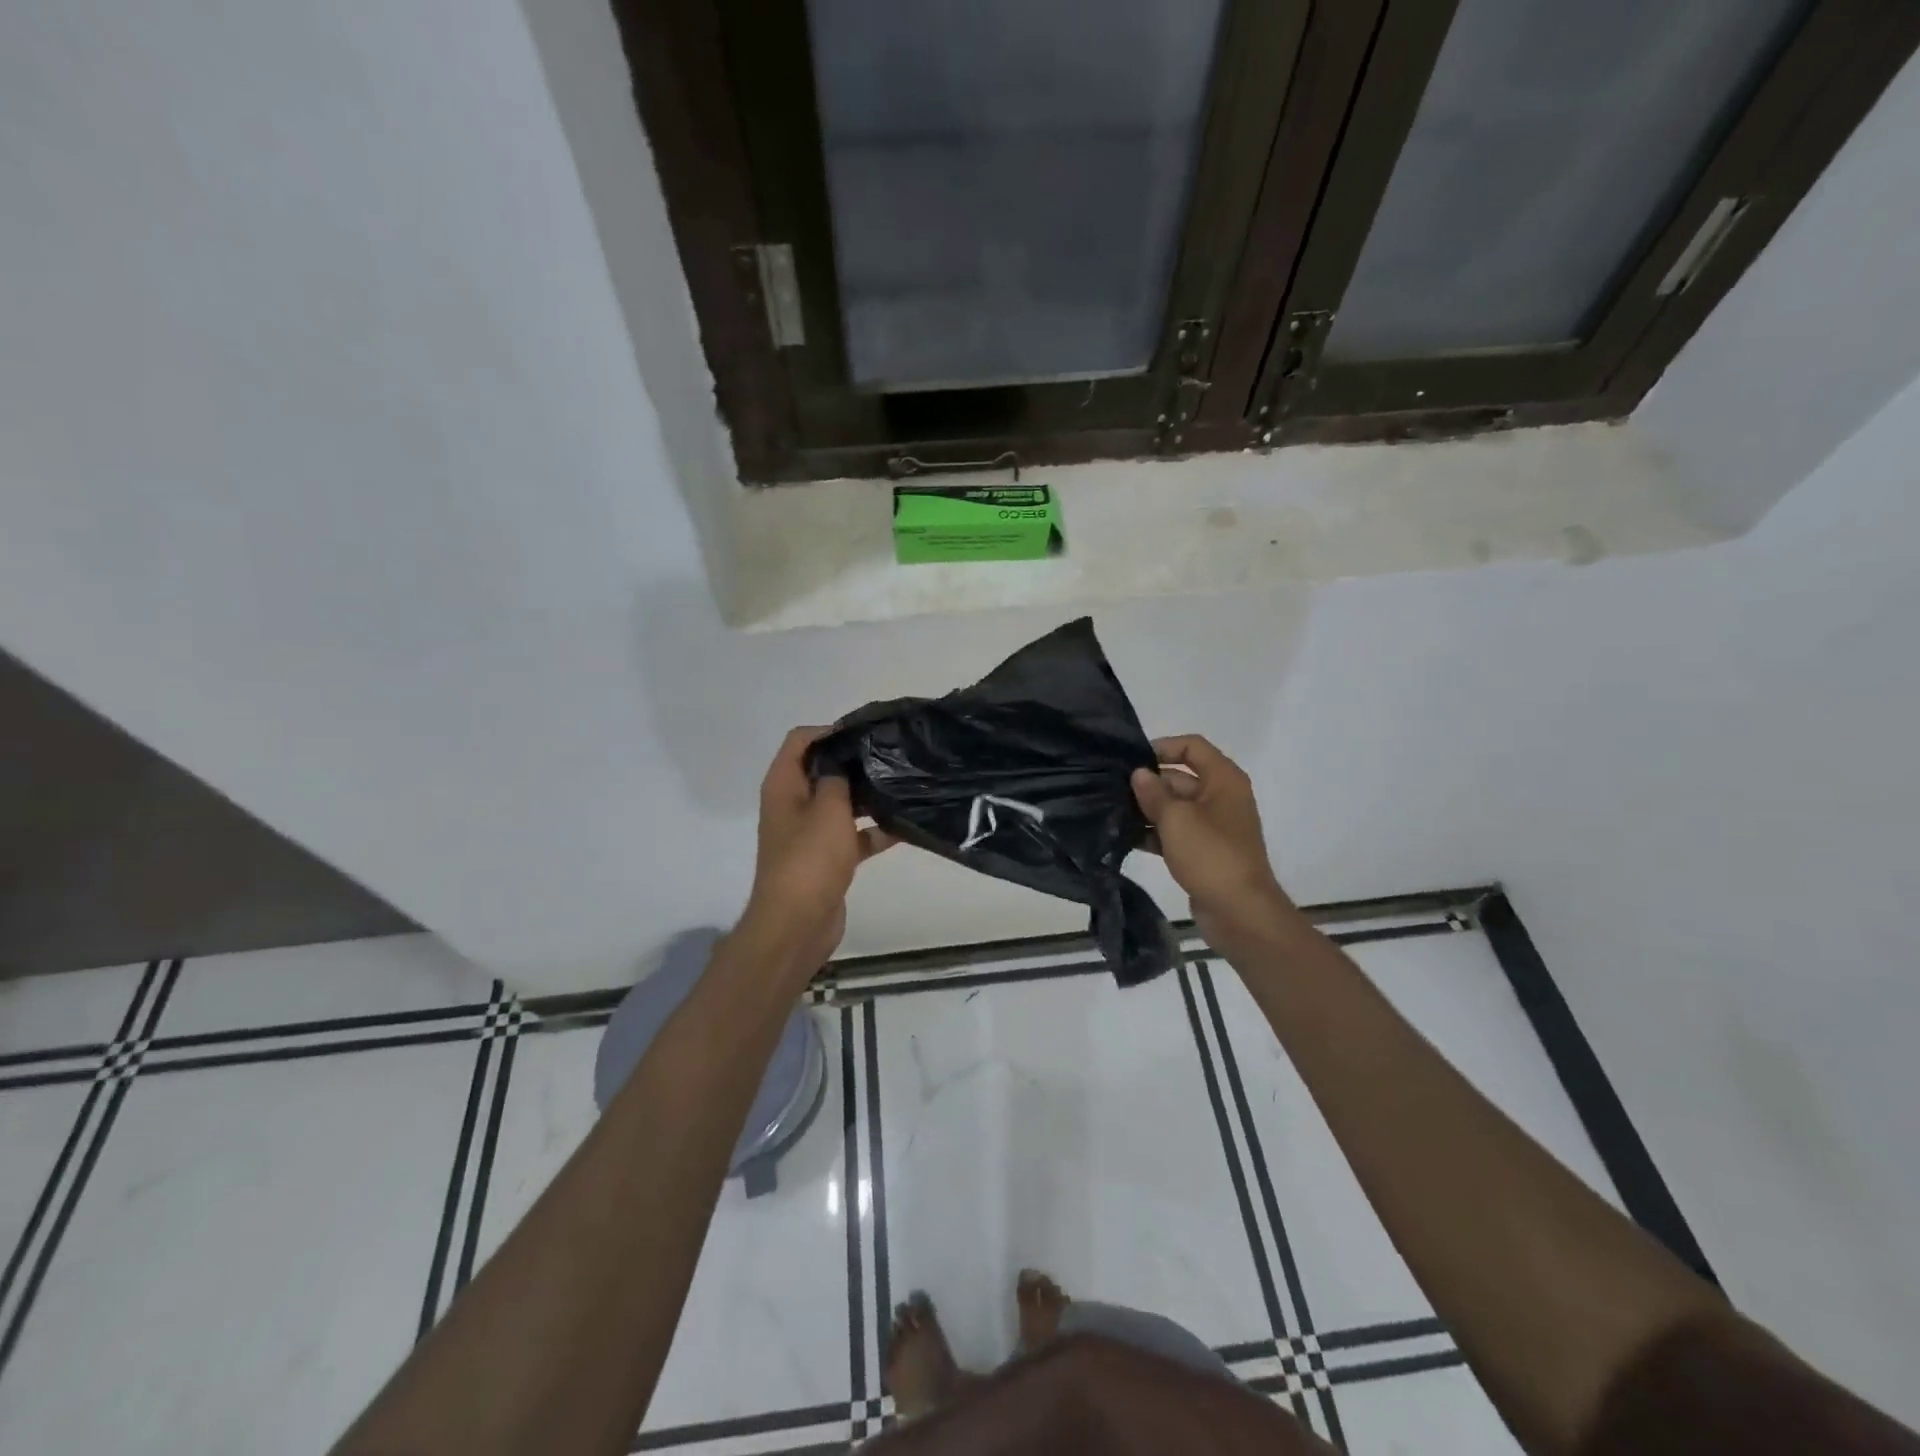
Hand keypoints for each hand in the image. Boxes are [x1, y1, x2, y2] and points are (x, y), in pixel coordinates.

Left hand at [735, 726, 895, 979]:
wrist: (797, 924)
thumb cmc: (809, 859)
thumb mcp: (828, 808)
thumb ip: (839, 776)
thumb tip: (847, 757)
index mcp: (784, 785)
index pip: (801, 740)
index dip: (830, 731)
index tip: (867, 734)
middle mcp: (793, 804)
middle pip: (823, 770)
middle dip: (855, 763)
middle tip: (892, 756)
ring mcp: (809, 833)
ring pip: (841, 804)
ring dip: (867, 797)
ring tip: (904, 785)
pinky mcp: (826, 858)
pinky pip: (852, 835)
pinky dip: (873, 831)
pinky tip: (905, 826)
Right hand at [1131, 735, 1294, 952]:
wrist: (1240, 912)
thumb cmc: (1211, 855)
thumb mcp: (1177, 819)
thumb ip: (1154, 793)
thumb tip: (1139, 774)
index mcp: (1223, 780)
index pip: (1192, 747)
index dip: (1162, 747)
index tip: (1131, 760)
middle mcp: (1221, 797)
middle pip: (1180, 777)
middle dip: (1149, 782)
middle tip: (1111, 789)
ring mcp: (1213, 826)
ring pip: (1175, 807)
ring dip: (1147, 809)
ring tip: (1112, 812)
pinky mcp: (1203, 851)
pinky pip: (1175, 833)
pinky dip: (1154, 833)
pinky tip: (1126, 837)